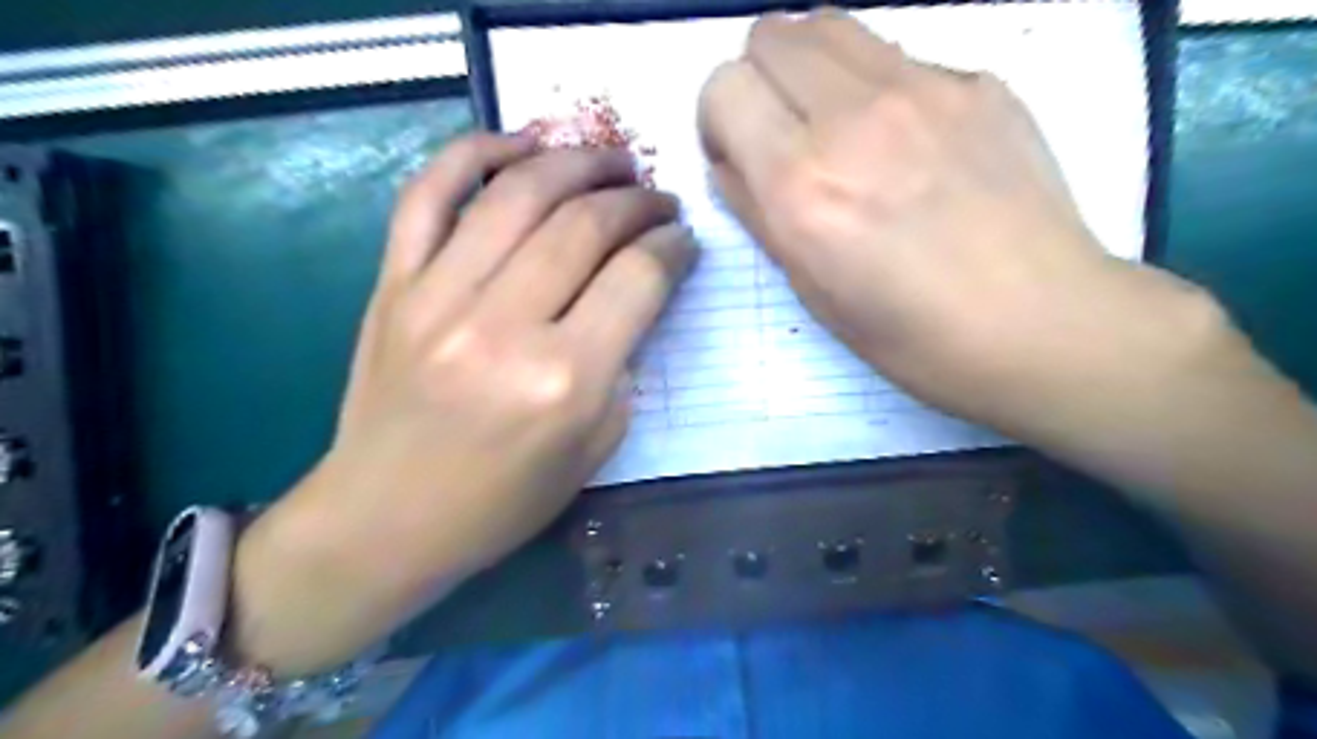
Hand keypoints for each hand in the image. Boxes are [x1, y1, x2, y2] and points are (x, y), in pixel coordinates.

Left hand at [227, 132, 699, 676]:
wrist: (385, 520)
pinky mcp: (392, 285)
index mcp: (563, 381)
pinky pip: (428, 195)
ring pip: (518, 192)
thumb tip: (636, 292)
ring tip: (610, 159)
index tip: (684, 238)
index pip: (637, 278)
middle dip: (637, 200)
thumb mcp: (594, 448)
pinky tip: (519, 142)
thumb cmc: (502, 502)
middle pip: (585, 225)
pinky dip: (474, 152)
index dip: (672, 247)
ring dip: (576, 162)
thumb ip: (622, 364)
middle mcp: (502, 327)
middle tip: (658, 198)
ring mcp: (436, 297)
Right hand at [700, 9, 1211, 428]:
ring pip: (830, 25)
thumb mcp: (810, 289)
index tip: (739, 155)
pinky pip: (897, 56)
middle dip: (759, 81)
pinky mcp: (979, 81)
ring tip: (834, 128)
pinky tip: (908, 144)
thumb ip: (756, 213)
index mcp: (803, 184)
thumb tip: (731, 164)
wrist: (1039, 323)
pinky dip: (877, 87)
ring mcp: (925, 88)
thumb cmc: (909, 333)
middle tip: (781, 136)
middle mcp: (854, 117)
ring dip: (810, 69)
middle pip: (771, 35)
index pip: (725, 87)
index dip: (718, 119)